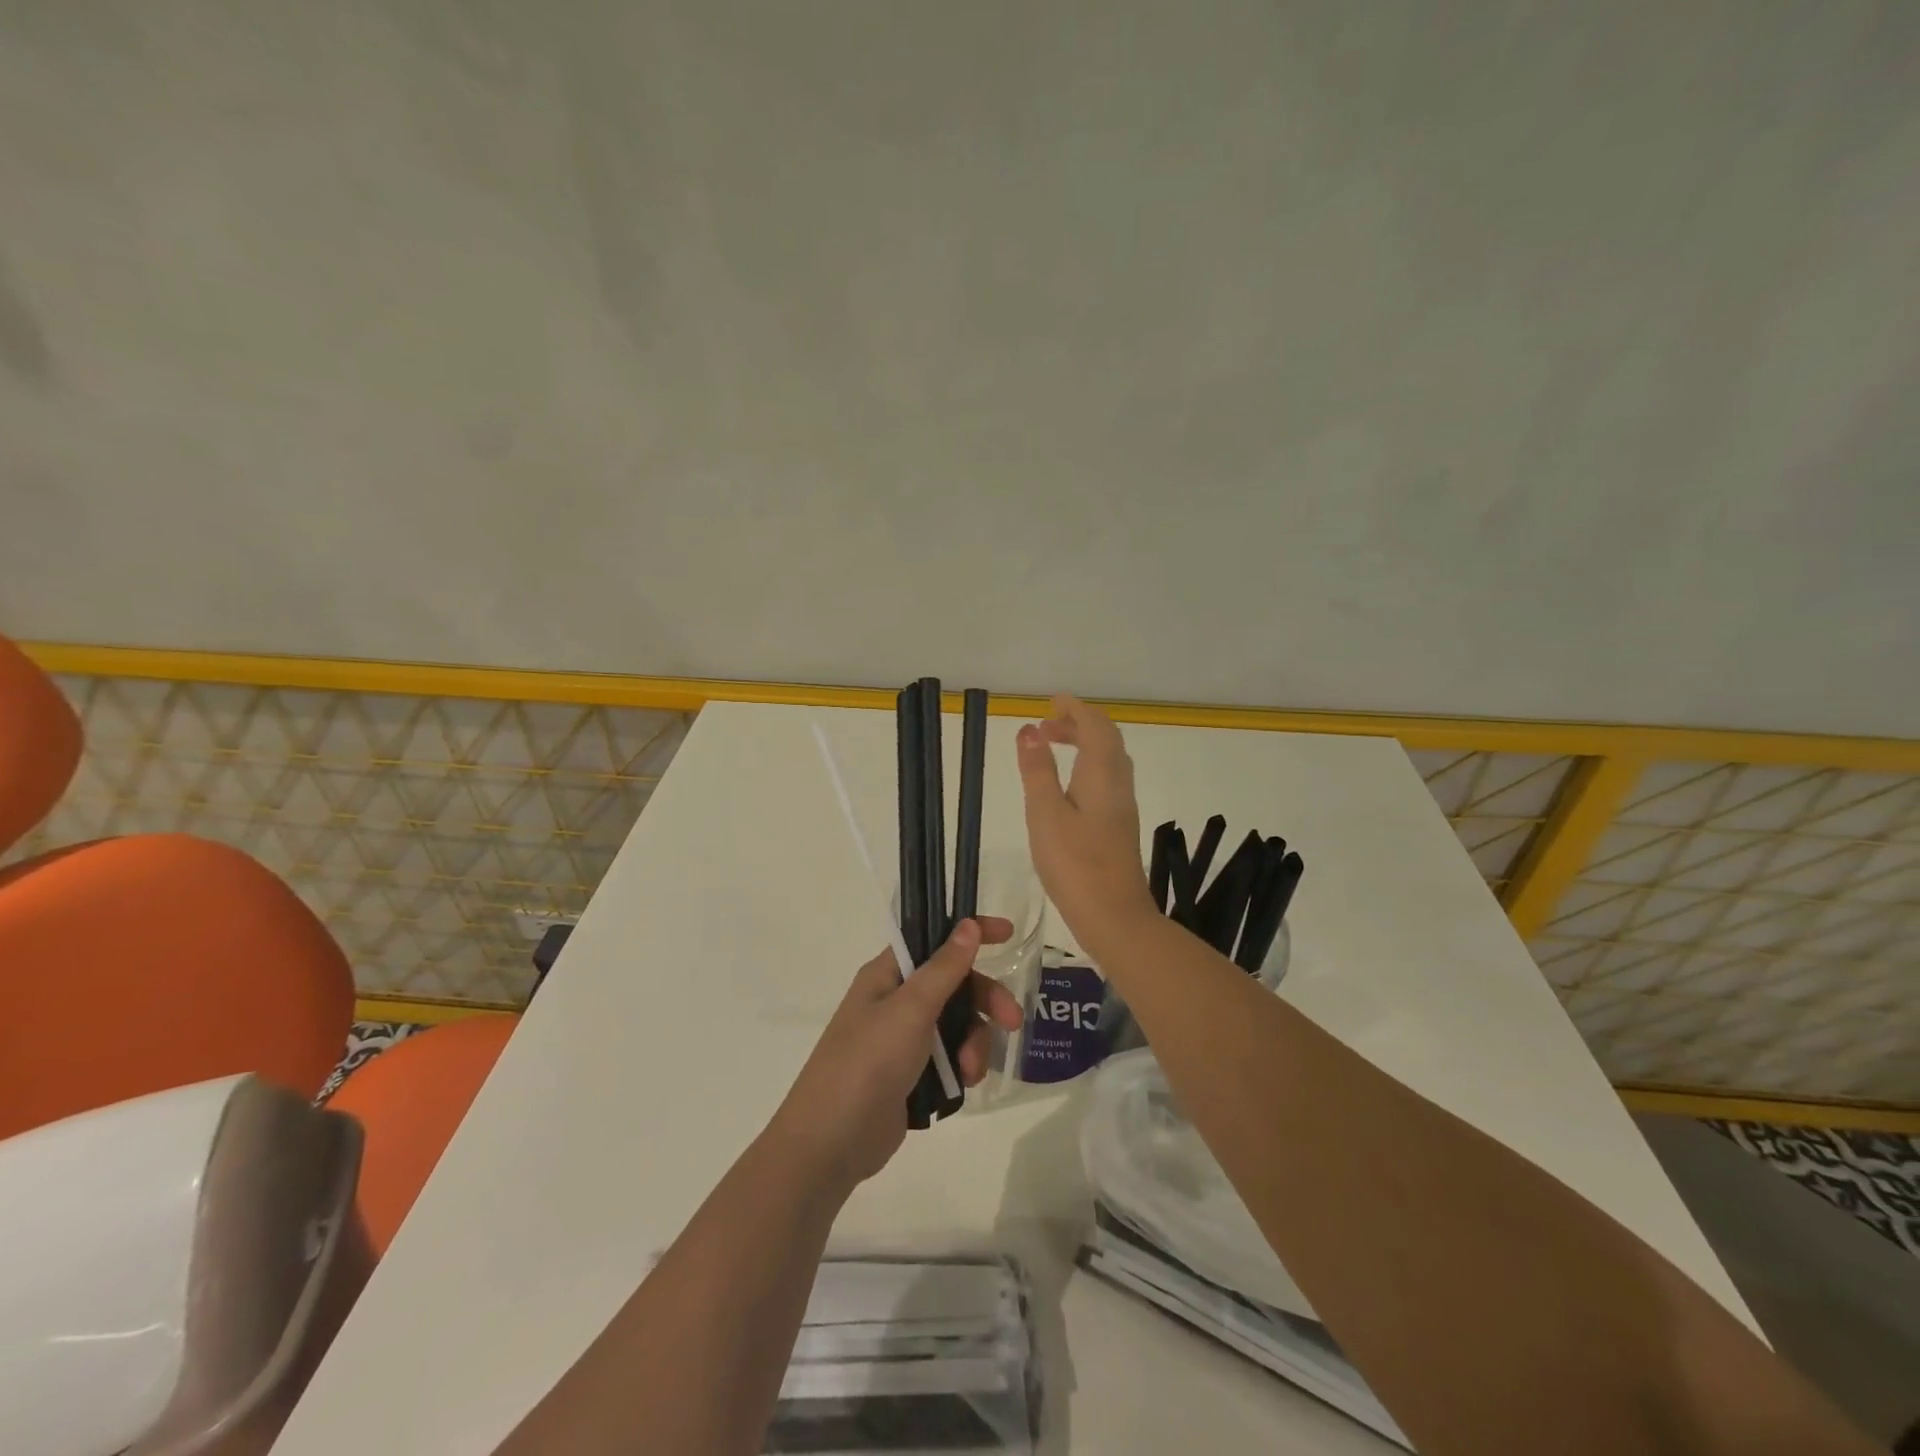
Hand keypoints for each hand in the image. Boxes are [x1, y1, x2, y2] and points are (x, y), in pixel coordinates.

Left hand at [769, 917, 1022, 1194]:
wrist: (832, 1143)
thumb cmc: (868, 1062)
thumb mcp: (910, 1009)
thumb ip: (944, 968)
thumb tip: (968, 924)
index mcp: (887, 975)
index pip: (933, 939)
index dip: (969, 932)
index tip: (1008, 935)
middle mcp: (896, 1001)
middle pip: (954, 985)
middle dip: (986, 1000)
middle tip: (1013, 1021)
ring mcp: (903, 1040)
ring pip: (958, 1024)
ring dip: (974, 1043)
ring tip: (970, 1071)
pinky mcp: (912, 1075)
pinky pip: (951, 1058)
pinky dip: (963, 1066)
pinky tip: (964, 1085)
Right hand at [1015, 695, 1156, 957]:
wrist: (1114, 916)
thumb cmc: (1075, 864)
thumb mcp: (1045, 813)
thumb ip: (1037, 770)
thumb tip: (1028, 729)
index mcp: (1102, 773)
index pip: (1094, 725)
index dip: (1074, 708)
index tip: (1050, 703)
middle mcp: (1118, 783)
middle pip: (1105, 738)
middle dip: (1077, 723)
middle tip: (1045, 726)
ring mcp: (1122, 805)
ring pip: (1108, 759)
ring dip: (1083, 744)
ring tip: (1051, 748)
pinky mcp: (1119, 825)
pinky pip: (1107, 778)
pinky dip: (1087, 765)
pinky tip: (1068, 785)